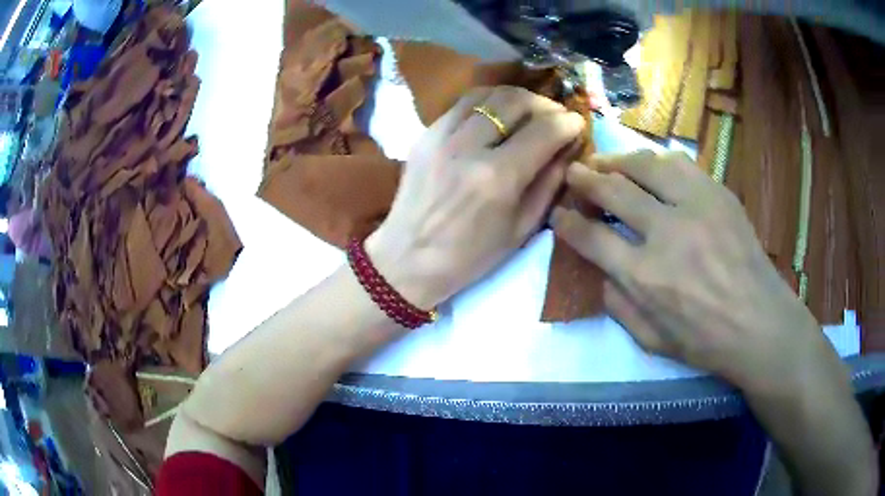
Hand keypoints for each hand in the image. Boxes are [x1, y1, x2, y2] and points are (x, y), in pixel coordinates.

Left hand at [368, 86, 585, 309]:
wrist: (408, 258)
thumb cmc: (470, 255)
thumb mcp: (522, 229)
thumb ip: (550, 183)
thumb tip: (568, 148)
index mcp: (498, 178)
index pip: (544, 130)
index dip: (568, 123)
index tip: (576, 125)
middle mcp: (469, 147)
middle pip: (516, 101)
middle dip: (544, 104)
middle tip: (554, 117)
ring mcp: (441, 135)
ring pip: (488, 94)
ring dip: (516, 98)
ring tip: (528, 112)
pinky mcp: (425, 133)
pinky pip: (462, 103)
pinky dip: (487, 102)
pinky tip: (496, 115)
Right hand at [552, 151, 834, 393]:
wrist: (760, 324)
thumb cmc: (706, 342)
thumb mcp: (652, 342)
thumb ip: (619, 307)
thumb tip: (601, 273)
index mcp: (645, 276)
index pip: (592, 237)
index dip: (568, 223)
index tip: (559, 214)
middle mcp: (667, 233)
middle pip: (614, 190)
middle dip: (585, 179)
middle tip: (574, 173)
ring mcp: (696, 207)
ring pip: (647, 166)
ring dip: (620, 160)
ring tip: (608, 162)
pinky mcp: (719, 195)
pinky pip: (681, 165)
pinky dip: (658, 162)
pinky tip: (651, 167)